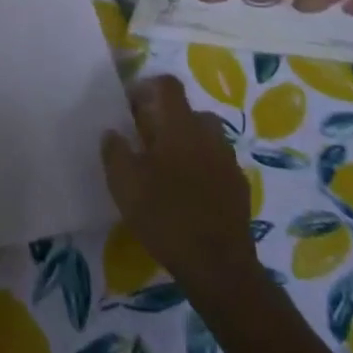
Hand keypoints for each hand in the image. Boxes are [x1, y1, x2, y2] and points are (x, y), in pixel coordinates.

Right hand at [102, 74, 255, 292]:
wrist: (219, 267)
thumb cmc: (166, 216)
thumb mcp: (124, 183)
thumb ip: (114, 151)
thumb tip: (113, 132)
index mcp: (181, 126)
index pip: (168, 85)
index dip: (147, 87)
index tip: (129, 106)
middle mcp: (209, 135)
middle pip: (189, 111)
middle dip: (167, 118)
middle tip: (146, 140)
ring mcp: (228, 162)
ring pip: (205, 138)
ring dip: (186, 144)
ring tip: (166, 169)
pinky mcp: (239, 189)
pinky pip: (217, 164)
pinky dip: (201, 168)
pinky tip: (187, 194)